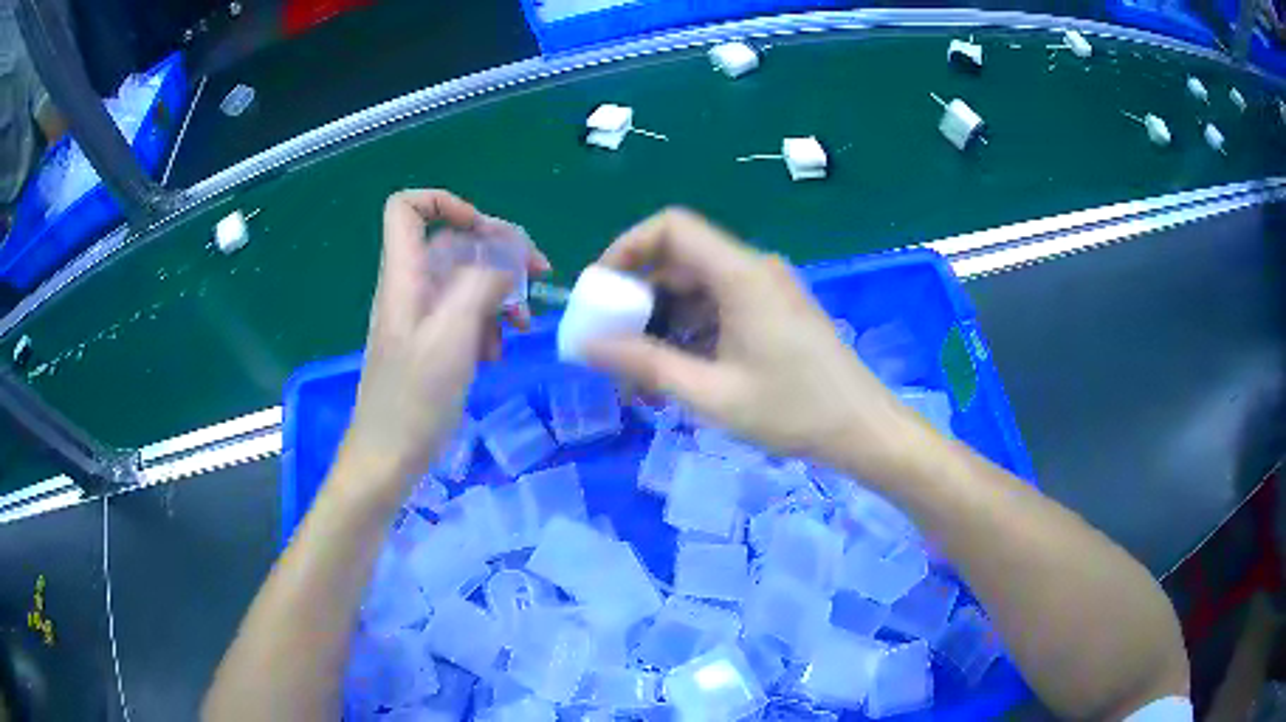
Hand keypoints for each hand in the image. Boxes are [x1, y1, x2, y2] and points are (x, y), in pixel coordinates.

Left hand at [342, 190, 550, 486]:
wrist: (388, 459)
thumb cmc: (413, 399)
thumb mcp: (452, 336)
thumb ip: (481, 285)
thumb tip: (507, 260)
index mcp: (405, 277)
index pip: (407, 209)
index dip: (446, 204)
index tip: (484, 231)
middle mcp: (411, 289)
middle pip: (453, 245)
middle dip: (497, 254)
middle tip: (538, 275)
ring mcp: (420, 319)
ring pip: (464, 283)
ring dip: (498, 295)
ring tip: (521, 325)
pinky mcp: (430, 345)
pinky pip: (463, 317)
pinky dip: (486, 325)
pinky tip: (496, 353)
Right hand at [584, 208, 925, 481]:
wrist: (863, 429)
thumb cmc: (793, 411)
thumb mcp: (710, 393)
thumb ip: (644, 365)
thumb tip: (587, 346)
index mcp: (740, 274)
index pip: (672, 227)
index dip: (627, 248)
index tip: (601, 291)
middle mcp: (752, 270)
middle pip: (680, 260)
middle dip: (639, 299)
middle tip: (614, 347)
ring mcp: (766, 290)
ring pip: (697, 289)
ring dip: (663, 324)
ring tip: (642, 376)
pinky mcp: (773, 312)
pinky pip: (719, 308)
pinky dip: (691, 333)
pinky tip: (679, 375)